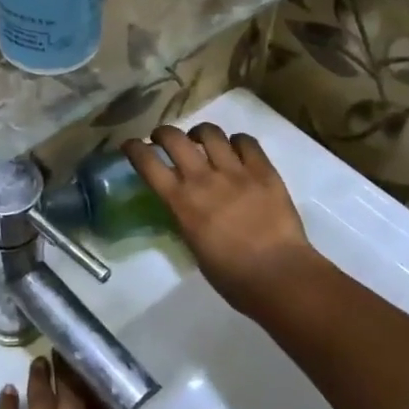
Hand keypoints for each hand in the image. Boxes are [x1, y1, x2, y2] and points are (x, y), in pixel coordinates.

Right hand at [125, 123, 320, 320]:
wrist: (278, 275)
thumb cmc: (231, 275)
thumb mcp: (193, 245)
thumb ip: (185, 217)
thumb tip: (184, 204)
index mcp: (181, 202)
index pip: (148, 163)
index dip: (134, 148)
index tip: (130, 145)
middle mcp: (203, 179)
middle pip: (174, 138)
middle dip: (163, 133)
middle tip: (163, 139)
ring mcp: (235, 171)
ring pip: (210, 133)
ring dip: (199, 133)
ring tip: (201, 140)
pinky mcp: (264, 171)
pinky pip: (246, 142)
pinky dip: (236, 141)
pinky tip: (236, 149)